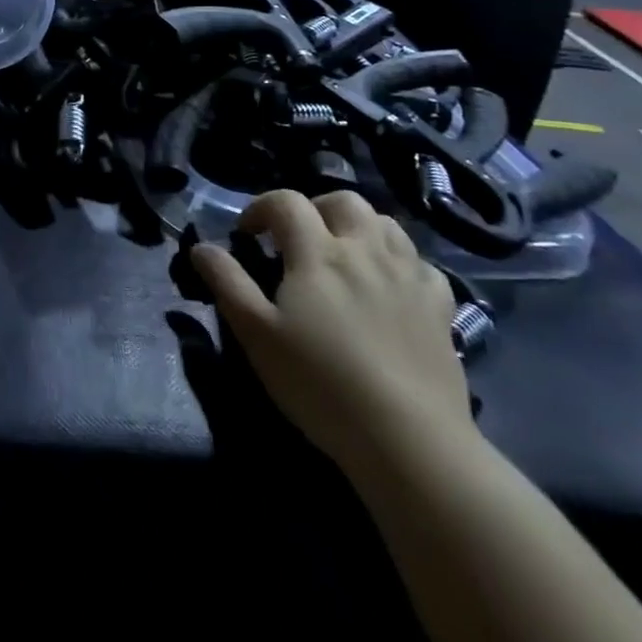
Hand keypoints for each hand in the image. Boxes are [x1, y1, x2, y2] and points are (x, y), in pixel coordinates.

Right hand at [191, 189, 472, 474]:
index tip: (247, 235)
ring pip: (386, 224)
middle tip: (298, 239)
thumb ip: (227, 282)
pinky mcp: (440, 308)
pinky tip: (391, 286)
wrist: (408, 441)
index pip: (286, 202)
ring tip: (343, 255)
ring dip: (359, 227)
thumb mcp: (256, 334)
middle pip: (343, 201)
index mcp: (317, 253)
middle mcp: (364, 251)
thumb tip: (201, 246)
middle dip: (315, 208)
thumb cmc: (320, 384)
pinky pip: (422, 264)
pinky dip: (402, 262)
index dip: (260, 208)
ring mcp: (408, 277)